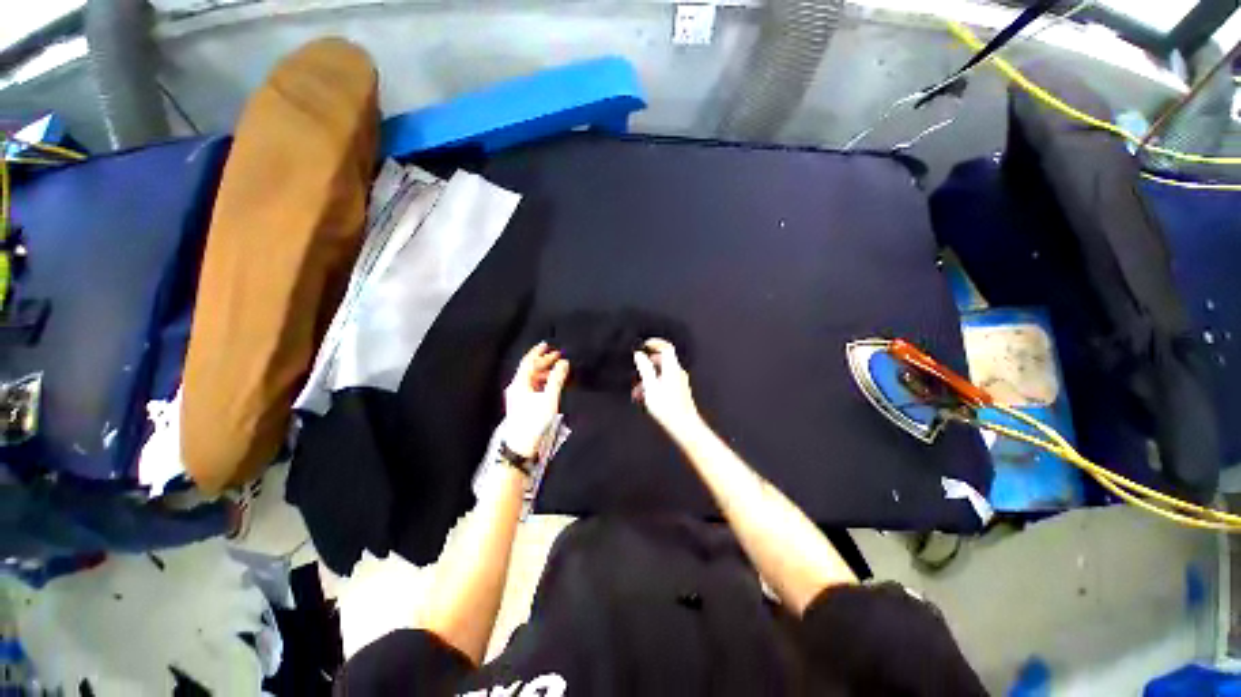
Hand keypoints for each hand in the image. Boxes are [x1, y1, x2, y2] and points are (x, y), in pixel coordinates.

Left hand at [502, 342, 569, 457]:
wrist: (521, 446)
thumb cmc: (534, 421)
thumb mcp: (549, 398)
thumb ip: (557, 378)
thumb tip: (563, 362)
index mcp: (519, 384)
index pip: (528, 362)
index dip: (537, 352)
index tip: (547, 345)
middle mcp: (516, 388)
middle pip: (529, 369)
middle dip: (543, 361)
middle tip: (557, 356)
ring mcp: (517, 397)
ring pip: (531, 378)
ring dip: (544, 372)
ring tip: (557, 371)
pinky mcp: (521, 405)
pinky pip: (531, 387)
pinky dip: (542, 382)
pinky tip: (550, 385)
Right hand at [634, 339, 701, 435]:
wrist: (684, 426)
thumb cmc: (668, 408)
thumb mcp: (650, 387)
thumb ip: (645, 369)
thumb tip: (639, 355)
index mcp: (672, 369)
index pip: (666, 347)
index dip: (655, 343)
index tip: (644, 345)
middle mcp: (677, 373)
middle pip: (662, 360)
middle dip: (648, 364)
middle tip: (637, 369)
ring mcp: (679, 382)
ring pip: (661, 373)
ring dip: (648, 378)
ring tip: (638, 390)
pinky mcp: (679, 391)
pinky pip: (664, 382)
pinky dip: (654, 386)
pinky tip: (645, 397)